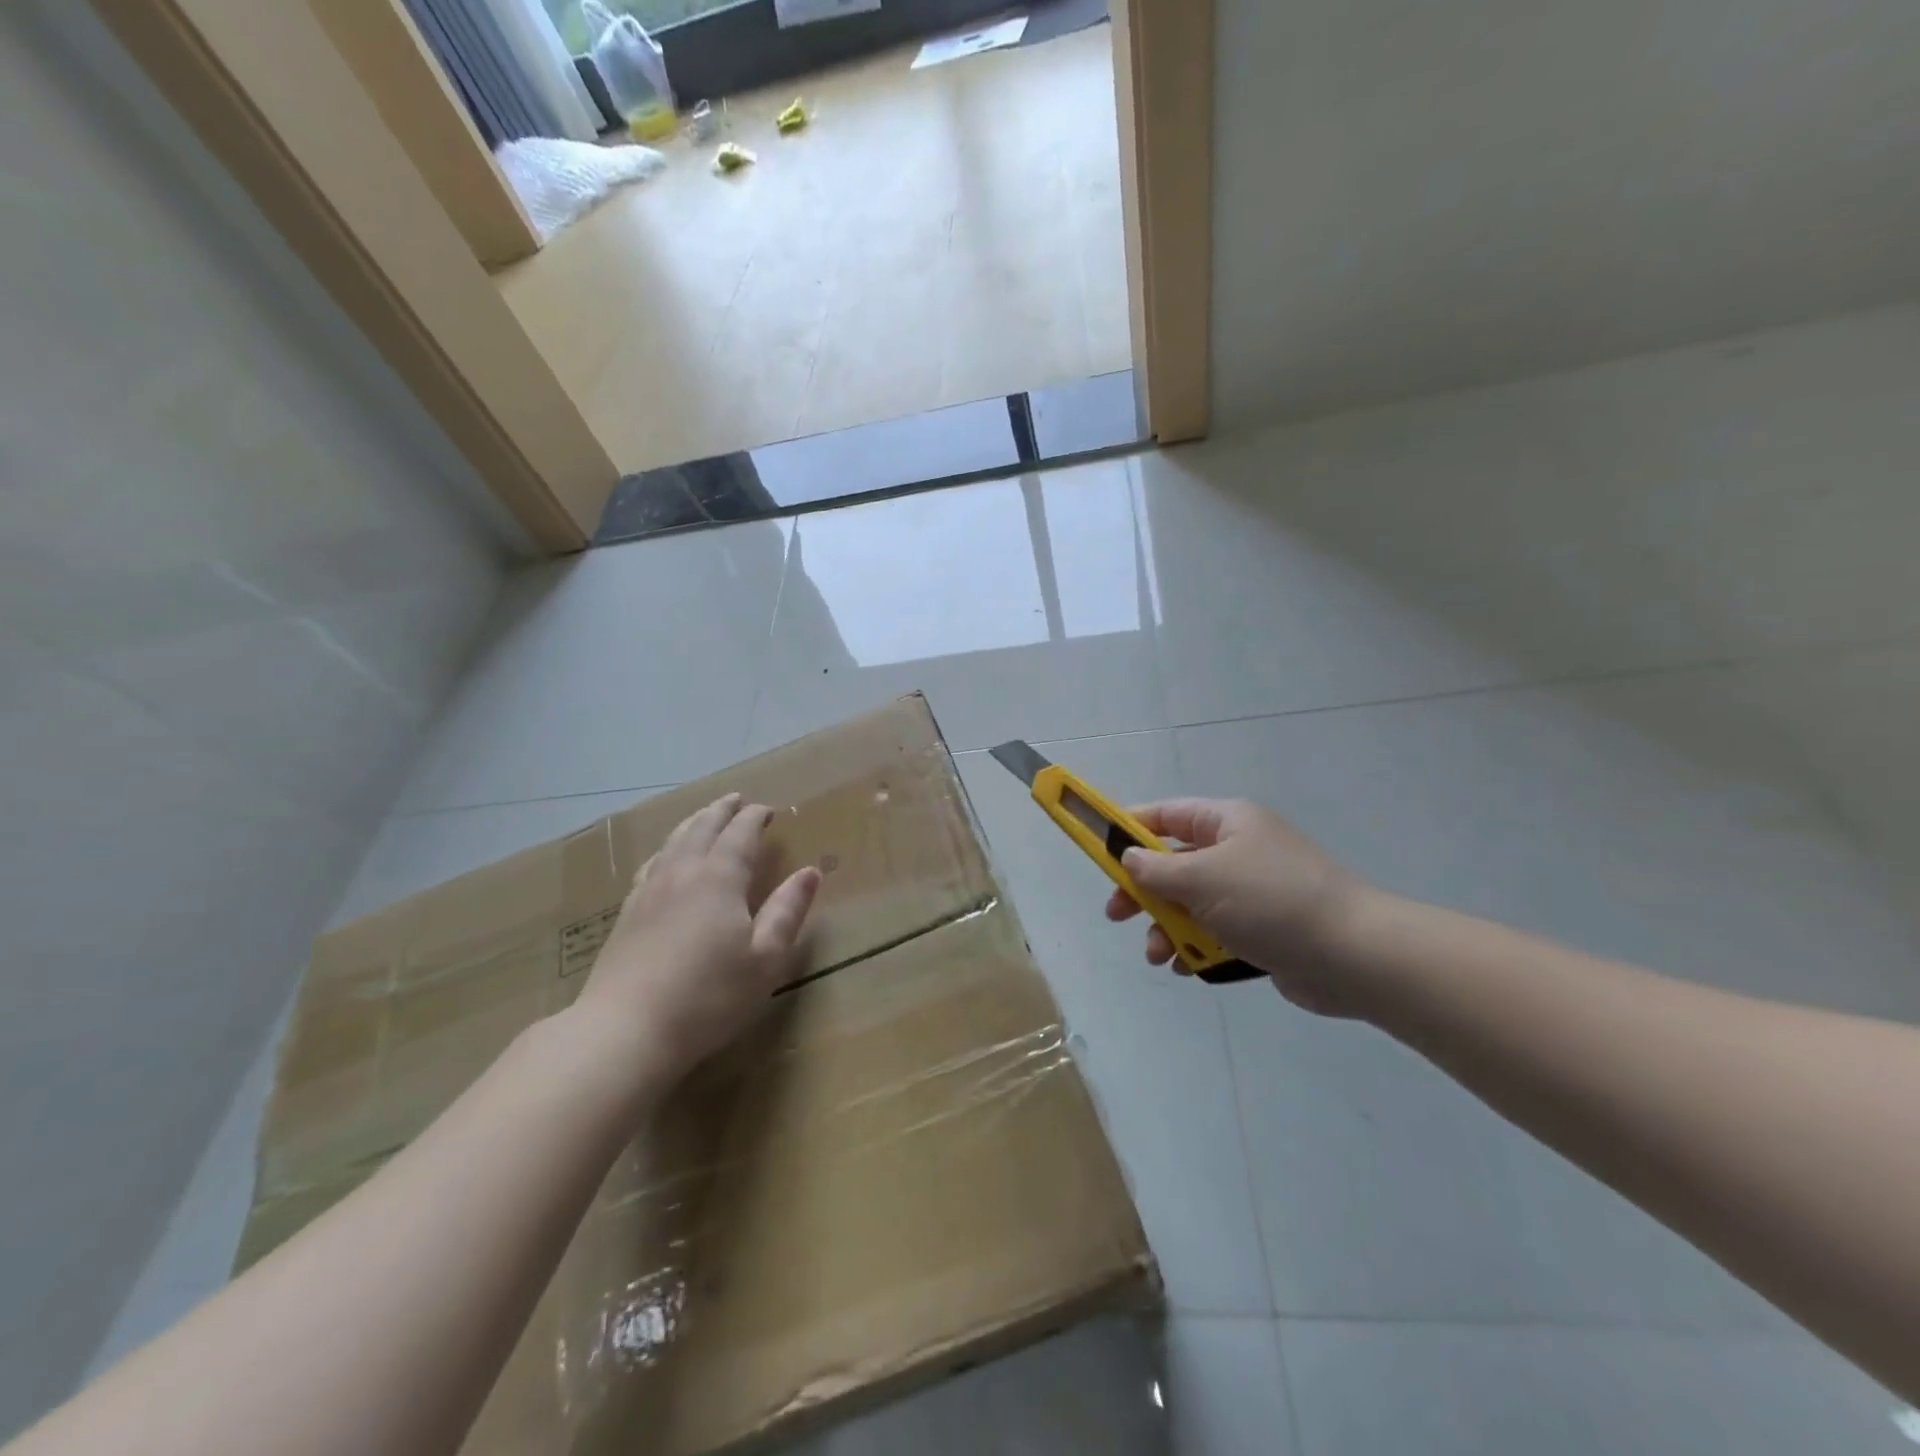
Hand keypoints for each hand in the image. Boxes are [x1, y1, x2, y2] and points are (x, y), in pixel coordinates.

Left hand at [572, 793, 821, 1092]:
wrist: (626, 1030)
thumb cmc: (709, 996)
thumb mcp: (765, 958)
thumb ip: (788, 911)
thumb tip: (810, 872)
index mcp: (720, 877)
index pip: (740, 833)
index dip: (755, 817)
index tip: (768, 810)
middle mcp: (683, 872)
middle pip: (703, 827)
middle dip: (722, 810)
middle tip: (737, 799)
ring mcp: (649, 891)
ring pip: (674, 841)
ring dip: (694, 822)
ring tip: (705, 815)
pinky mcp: (627, 913)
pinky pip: (651, 864)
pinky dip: (666, 849)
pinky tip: (665, 857)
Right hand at [1104, 798, 1368, 1015]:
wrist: (1353, 955)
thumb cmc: (1271, 901)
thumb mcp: (1203, 878)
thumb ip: (1156, 869)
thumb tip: (1129, 858)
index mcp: (1227, 822)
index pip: (1166, 815)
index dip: (1129, 829)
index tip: (1098, 850)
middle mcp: (1238, 850)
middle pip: (1174, 863)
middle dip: (1143, 891)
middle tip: (1117, 914)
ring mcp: (1252, 891)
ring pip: (1191, 903)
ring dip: (1167, 927)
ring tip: (1159, 955)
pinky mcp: (1263, 929)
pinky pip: (1215, 931)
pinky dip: (1196, 947)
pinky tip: (1187, 967)